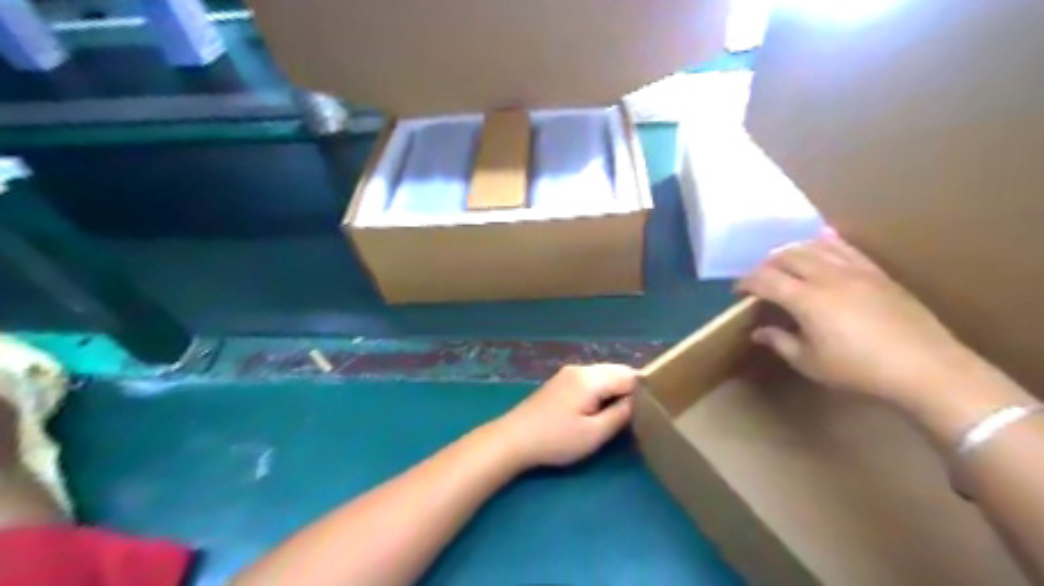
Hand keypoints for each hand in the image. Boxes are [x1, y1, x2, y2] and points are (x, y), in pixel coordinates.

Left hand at [490, 364, 636, 469]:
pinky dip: (602, 390)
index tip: (653, 410)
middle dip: (630, 389)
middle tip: (639, 414)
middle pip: (616, 371)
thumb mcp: (594, 434)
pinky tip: (600, 408)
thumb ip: (621, 415)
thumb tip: (639, 401)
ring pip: (604, 374)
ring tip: (622, 413)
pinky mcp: (561, 381)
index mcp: (591, 378)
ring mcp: (569, 373)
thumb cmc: (556, 439)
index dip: (644, 392)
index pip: (629, 376)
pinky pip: (591, 379)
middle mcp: (581, 369)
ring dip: (616, 389)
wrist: (514, 438)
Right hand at [738, 235, 983, 404]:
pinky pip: (845, 248)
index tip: (738, 291)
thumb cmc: (859, 370)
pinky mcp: (876, 272)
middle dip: (766, 264)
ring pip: (814, 246)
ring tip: (784, 262)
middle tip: (759, 279)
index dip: (746, 282)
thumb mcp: (810, 363)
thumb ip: (780, 342)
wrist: (925, 367)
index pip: (765, 279)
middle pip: (787, 256)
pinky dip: (825, 243)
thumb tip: (758, 332)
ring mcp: (854, 270)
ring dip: (792, 251)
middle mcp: (827, 276)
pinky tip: (820, 243)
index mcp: (806, 299)